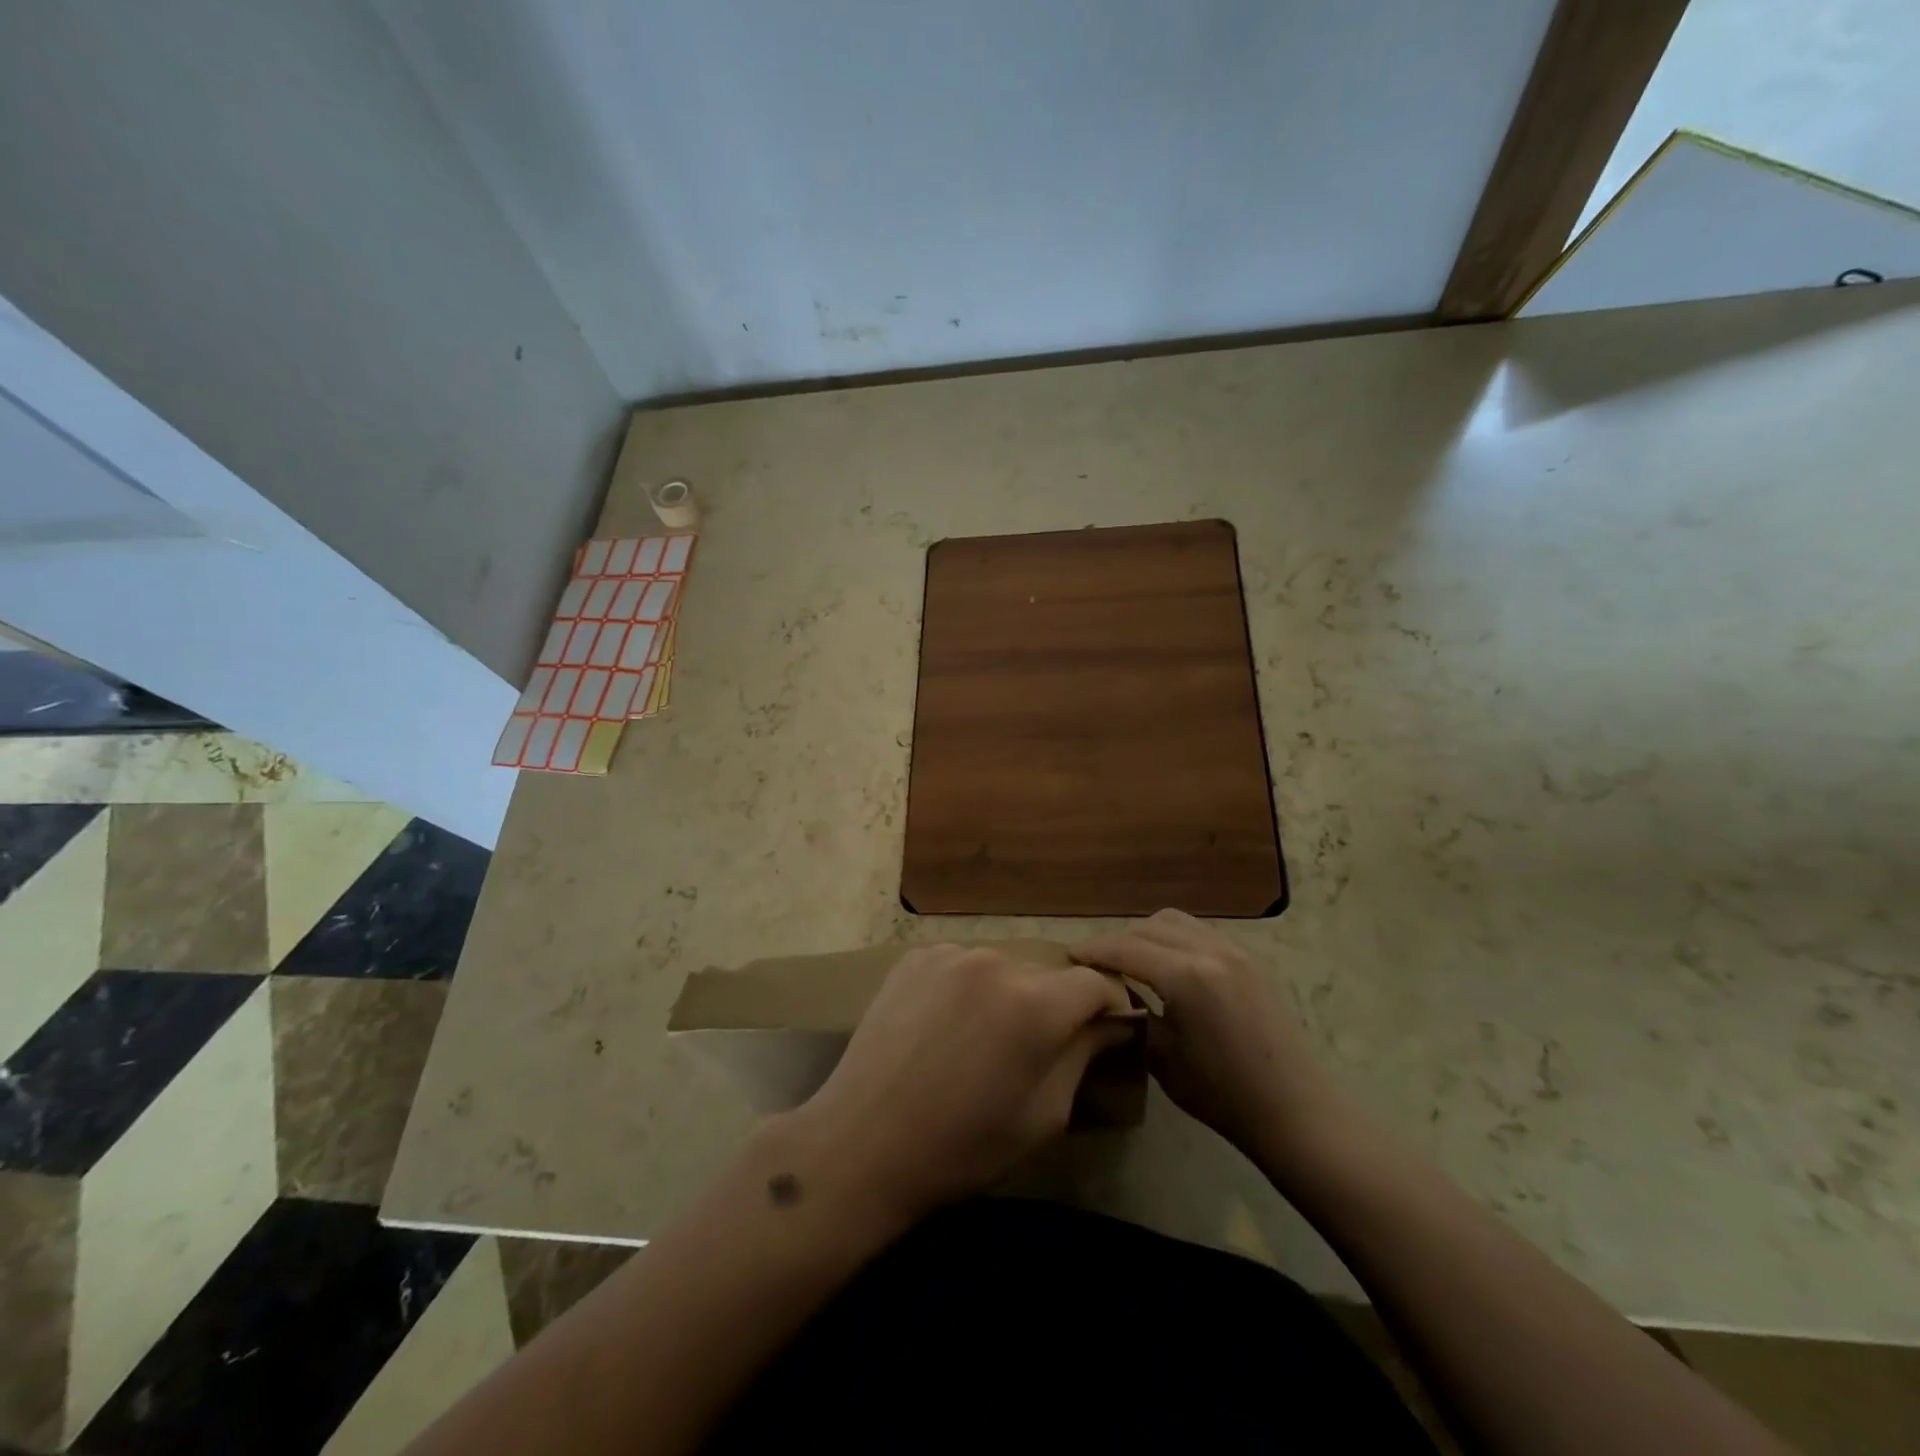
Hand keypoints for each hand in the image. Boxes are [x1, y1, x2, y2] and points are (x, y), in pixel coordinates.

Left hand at [782, 945, 1132, 1224]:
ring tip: (983, 1039)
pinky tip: (947, 1025)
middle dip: (1054, 1005)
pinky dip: (968, 988)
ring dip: (1008, 994)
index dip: (1110, 1006)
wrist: (862, 1142)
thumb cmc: (962, 1146)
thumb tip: (1109, 1024)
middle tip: (1036, 1048)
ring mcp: (949, 954)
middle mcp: (995, 962)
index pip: (1095, 983)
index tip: (1107, 1031)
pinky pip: (962, 965)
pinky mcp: (914, 958)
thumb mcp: (1042, 1116)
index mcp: (1034, 1004)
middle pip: (1046, 974)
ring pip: (1003, 967)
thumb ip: (1082, 1057)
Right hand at [1072, 909, 1339, 1162]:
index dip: (1094, 949)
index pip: (1126, 947)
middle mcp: (1210, 950)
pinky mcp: (1251, 959)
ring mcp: (1235, 950)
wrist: (1296, 1111)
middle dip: (1118, 939)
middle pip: (1149, 926)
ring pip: (1176, 921)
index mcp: (1186, 977)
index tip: (1069, 955)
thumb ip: (1134, 1014)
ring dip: (1147, 933)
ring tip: (1131, 959)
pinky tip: (1168, 964)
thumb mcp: (1163, 1058)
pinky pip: (1200, 932)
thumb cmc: (1223, 1095)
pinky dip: (1175, 938)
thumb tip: (1111, 994)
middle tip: (1097, 962)